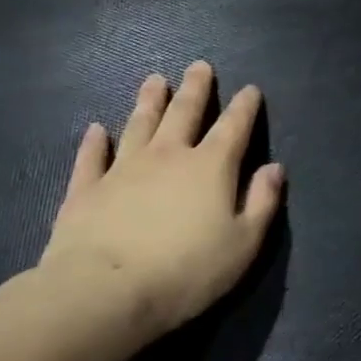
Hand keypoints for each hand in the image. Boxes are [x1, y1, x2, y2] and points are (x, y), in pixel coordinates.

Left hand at [40, 63, 283, 337]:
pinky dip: (94, 143)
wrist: (103, 294)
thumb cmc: (185, 271)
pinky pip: (92, 158)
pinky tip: (96, 130)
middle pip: (184, 113)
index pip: (234, 127)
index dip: (245, 107)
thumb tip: (274, 168)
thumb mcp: (243, 244)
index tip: (250, 89)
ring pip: (140, 125)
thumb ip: (262, 203)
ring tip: (154, 80)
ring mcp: (123, 170)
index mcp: (211, 166)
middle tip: (199, 66)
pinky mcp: (86, 191)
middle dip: (195, 89)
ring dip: (149, 101)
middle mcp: (169, 156)